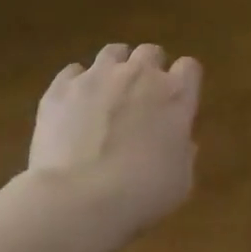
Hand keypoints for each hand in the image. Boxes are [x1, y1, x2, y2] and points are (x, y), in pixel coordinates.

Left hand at [30, 44, 202, 235]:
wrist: (78, 199)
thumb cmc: (140, 194)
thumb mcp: (180, 181)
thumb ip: (183, 152)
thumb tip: (180, 141)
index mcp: (175, 95)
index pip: (189, 68)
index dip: (184, 82)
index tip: (177, 101)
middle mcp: (139, 74)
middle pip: (151, 52)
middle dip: (149, 69)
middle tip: (142, 97)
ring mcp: (97, 76)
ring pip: (112, 52)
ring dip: (115, 67)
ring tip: (107, 92)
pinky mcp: (61, 88)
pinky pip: (72, 72)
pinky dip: (76, 84)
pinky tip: (73, 106)